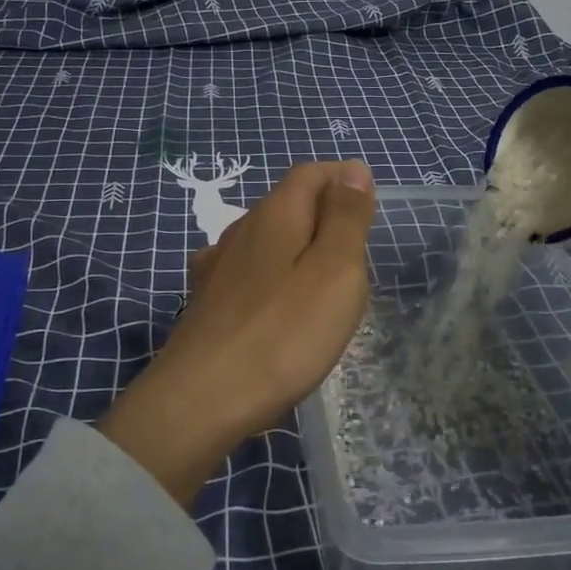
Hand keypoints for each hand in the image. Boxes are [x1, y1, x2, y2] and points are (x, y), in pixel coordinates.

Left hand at [98, 161, 376, 504]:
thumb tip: (353, 169)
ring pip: (268, 241)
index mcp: (274, 215)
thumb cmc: (283, 334)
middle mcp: (240, 231)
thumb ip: (345, 218)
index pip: (311, 173)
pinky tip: (280, 308)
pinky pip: (250, 274)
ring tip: (325, 287)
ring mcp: (217, 268)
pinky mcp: (207, 304)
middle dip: (325, 218)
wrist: (201, 400)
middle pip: (288, 205)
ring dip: (300, 251)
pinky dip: (275, 279)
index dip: (342, 180)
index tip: (369, 211)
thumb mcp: (335, 271)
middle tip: (357, 258)